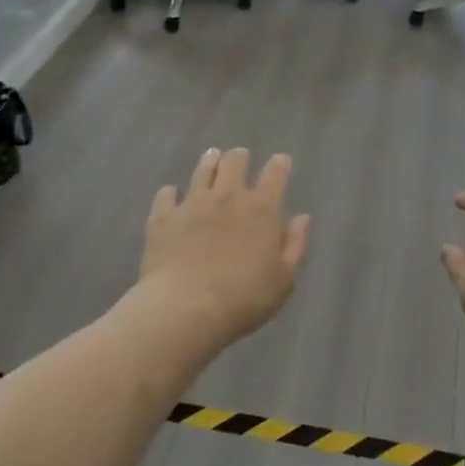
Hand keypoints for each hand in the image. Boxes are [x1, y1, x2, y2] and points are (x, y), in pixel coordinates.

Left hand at [138, 148, 310, 348]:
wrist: (185, 308)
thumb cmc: (244, 298)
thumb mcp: (283, 280)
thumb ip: (294, 245)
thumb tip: (301, 218)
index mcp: (261, 209)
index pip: (275, 174)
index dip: (280, 164)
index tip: (281, 161)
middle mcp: (227, 197)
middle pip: (234, 162)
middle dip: (239, 157)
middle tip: (240, 157)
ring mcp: (192, 204)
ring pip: (202, 171)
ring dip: (209, 163)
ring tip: (211, 158)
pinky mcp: (163, 218)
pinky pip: (165, 196)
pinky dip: (170, 194)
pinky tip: (170, 196)